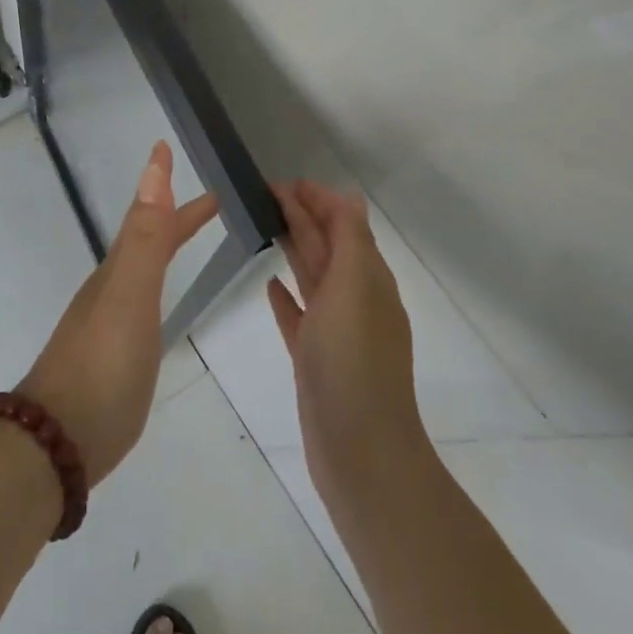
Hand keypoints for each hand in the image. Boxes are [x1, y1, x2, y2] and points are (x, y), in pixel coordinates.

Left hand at [19, 141, 217, 484]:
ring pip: (142, 271)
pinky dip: (156, 288)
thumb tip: (152, 169)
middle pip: (147, 241)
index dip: (163, 187)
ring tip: (185, 241)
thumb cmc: (101, 365)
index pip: (147, 217)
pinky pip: (140, 304)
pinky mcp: (112, 357)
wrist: (58, 441)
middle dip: (176, 218)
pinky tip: (156, 307)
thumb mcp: (129, 295)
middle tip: (211, 203)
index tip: (169, 148)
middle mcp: (111, 290)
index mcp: (118, 272)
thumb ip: (144, 237)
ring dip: (165, 248)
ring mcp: (108, 324)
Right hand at [268, 180, 429, 508]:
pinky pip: (299, 316)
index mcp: (368, 278)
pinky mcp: (315, 359)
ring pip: (311, 276)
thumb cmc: (353, 361)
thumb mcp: (356, 287)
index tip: (281, 182)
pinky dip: (286, 296)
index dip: (317, 199)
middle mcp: (355, 299)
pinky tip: (270, 285)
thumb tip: (346, 198)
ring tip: (264, 225)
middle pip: (326, 245)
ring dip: (293, 247)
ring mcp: (335, 331)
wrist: (360, 451)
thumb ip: (350, 240)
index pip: (344, 223)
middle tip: (263, 193)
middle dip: (301, 216)